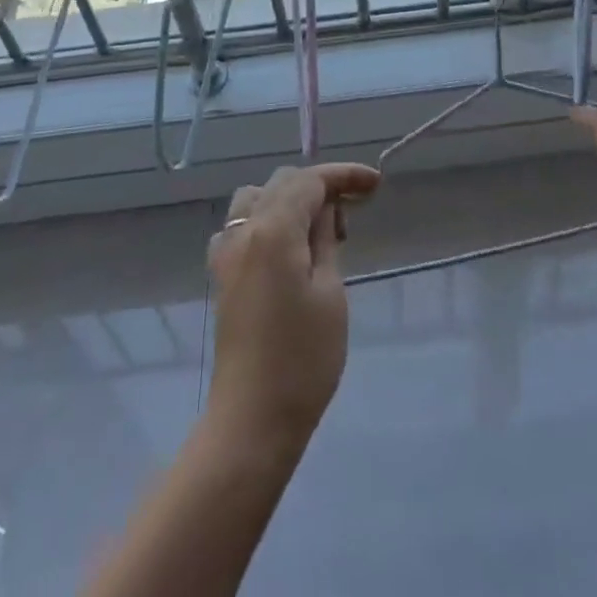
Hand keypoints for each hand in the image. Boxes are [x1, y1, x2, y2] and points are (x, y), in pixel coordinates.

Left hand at [206, 163, 380, 444]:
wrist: (252, 421)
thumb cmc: (303, 359)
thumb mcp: (330, 293)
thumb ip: (326, 239)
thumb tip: (325, 209)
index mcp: (273, 229)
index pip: (309, 180)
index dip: (344, 175)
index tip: (375, 183)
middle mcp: (243, 230)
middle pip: (282, 183)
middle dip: (320, 186)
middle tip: (353, 214)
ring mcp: (226, 252)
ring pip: (256, 198)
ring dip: (289, 200)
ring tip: (318, 231)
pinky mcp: (221, 276)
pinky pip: (241, 225)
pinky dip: (265, 220)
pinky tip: (285, 249)